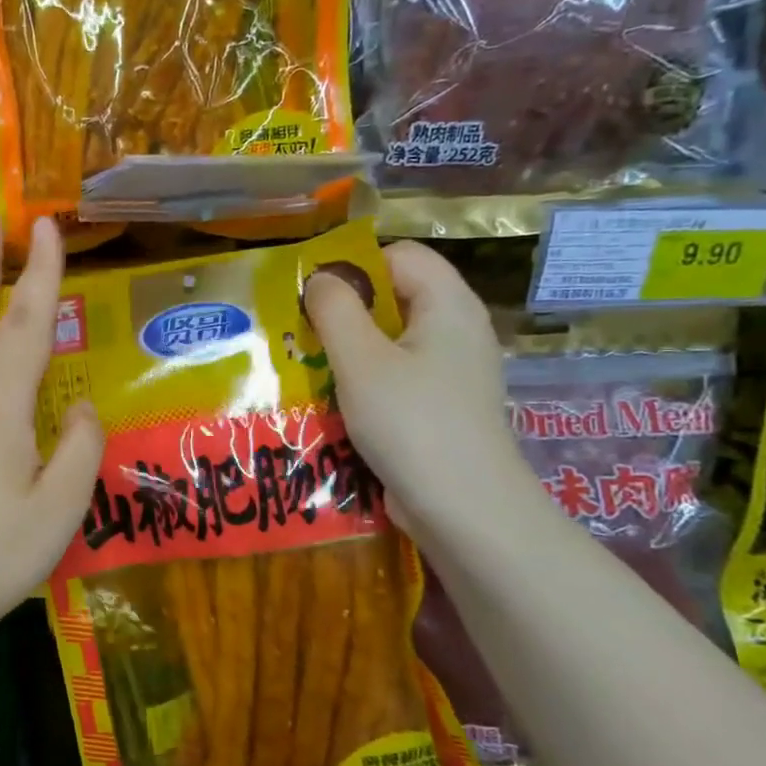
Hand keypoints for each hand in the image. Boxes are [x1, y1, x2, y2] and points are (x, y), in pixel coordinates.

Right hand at [303, 240, 537, 548]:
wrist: (465, 510)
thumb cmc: (411, 423)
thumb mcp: (361, 361)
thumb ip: (335, 310)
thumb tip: (321, 278)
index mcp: (448, 305)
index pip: (399, 255)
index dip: (354, 266)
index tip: (311, 296)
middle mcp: (457, 330)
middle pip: (395, 297)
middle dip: (344, 312)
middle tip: (300, 333)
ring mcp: (452, 372)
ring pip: (391, 341)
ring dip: (348, 351)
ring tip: (308, 368)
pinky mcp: (442, 406)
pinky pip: (397, 376)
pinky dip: (365, 382)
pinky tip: (334, 403)